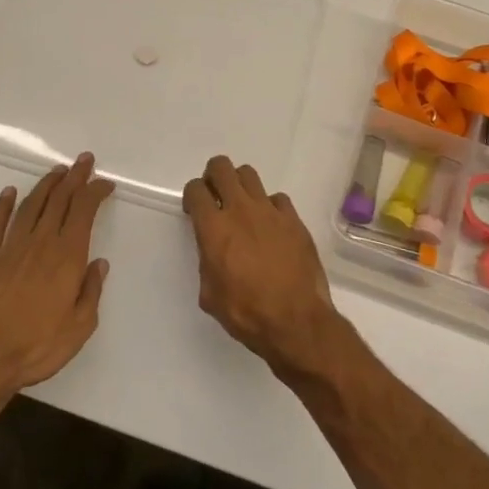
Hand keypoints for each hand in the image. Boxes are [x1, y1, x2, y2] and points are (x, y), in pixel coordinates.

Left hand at [0, 155, 113, 410]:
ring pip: (30, 206)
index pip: (84, 211)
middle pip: (59, 200)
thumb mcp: (79, 327)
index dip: (95, 192)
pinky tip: (9, 193)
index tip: (105, 183)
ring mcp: (9, 249)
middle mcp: (39, 244)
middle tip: (84, 161)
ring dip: (46, 185)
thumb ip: (91, 292)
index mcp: (66, 257)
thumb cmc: (36, 348)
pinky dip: (3, 205)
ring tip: (57, 171)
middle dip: (74, 177)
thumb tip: (99, 263)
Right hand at [182, 156, 346, 379]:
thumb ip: (207, 263)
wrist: (295, 320)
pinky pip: (277, 199)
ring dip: (240, 185)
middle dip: (213, 176)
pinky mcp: (294, 219)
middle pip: (222, 167)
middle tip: (215, 196)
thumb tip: (214, 252)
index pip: (196, 190)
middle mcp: (241, 210)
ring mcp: (270, 211)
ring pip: (249, 174)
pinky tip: (271, 226)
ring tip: (242, 207)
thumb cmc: (247, 312)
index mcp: (215, 229)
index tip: (195, 209)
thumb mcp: (210, 294)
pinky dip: (269, 207)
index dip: (192, 196)